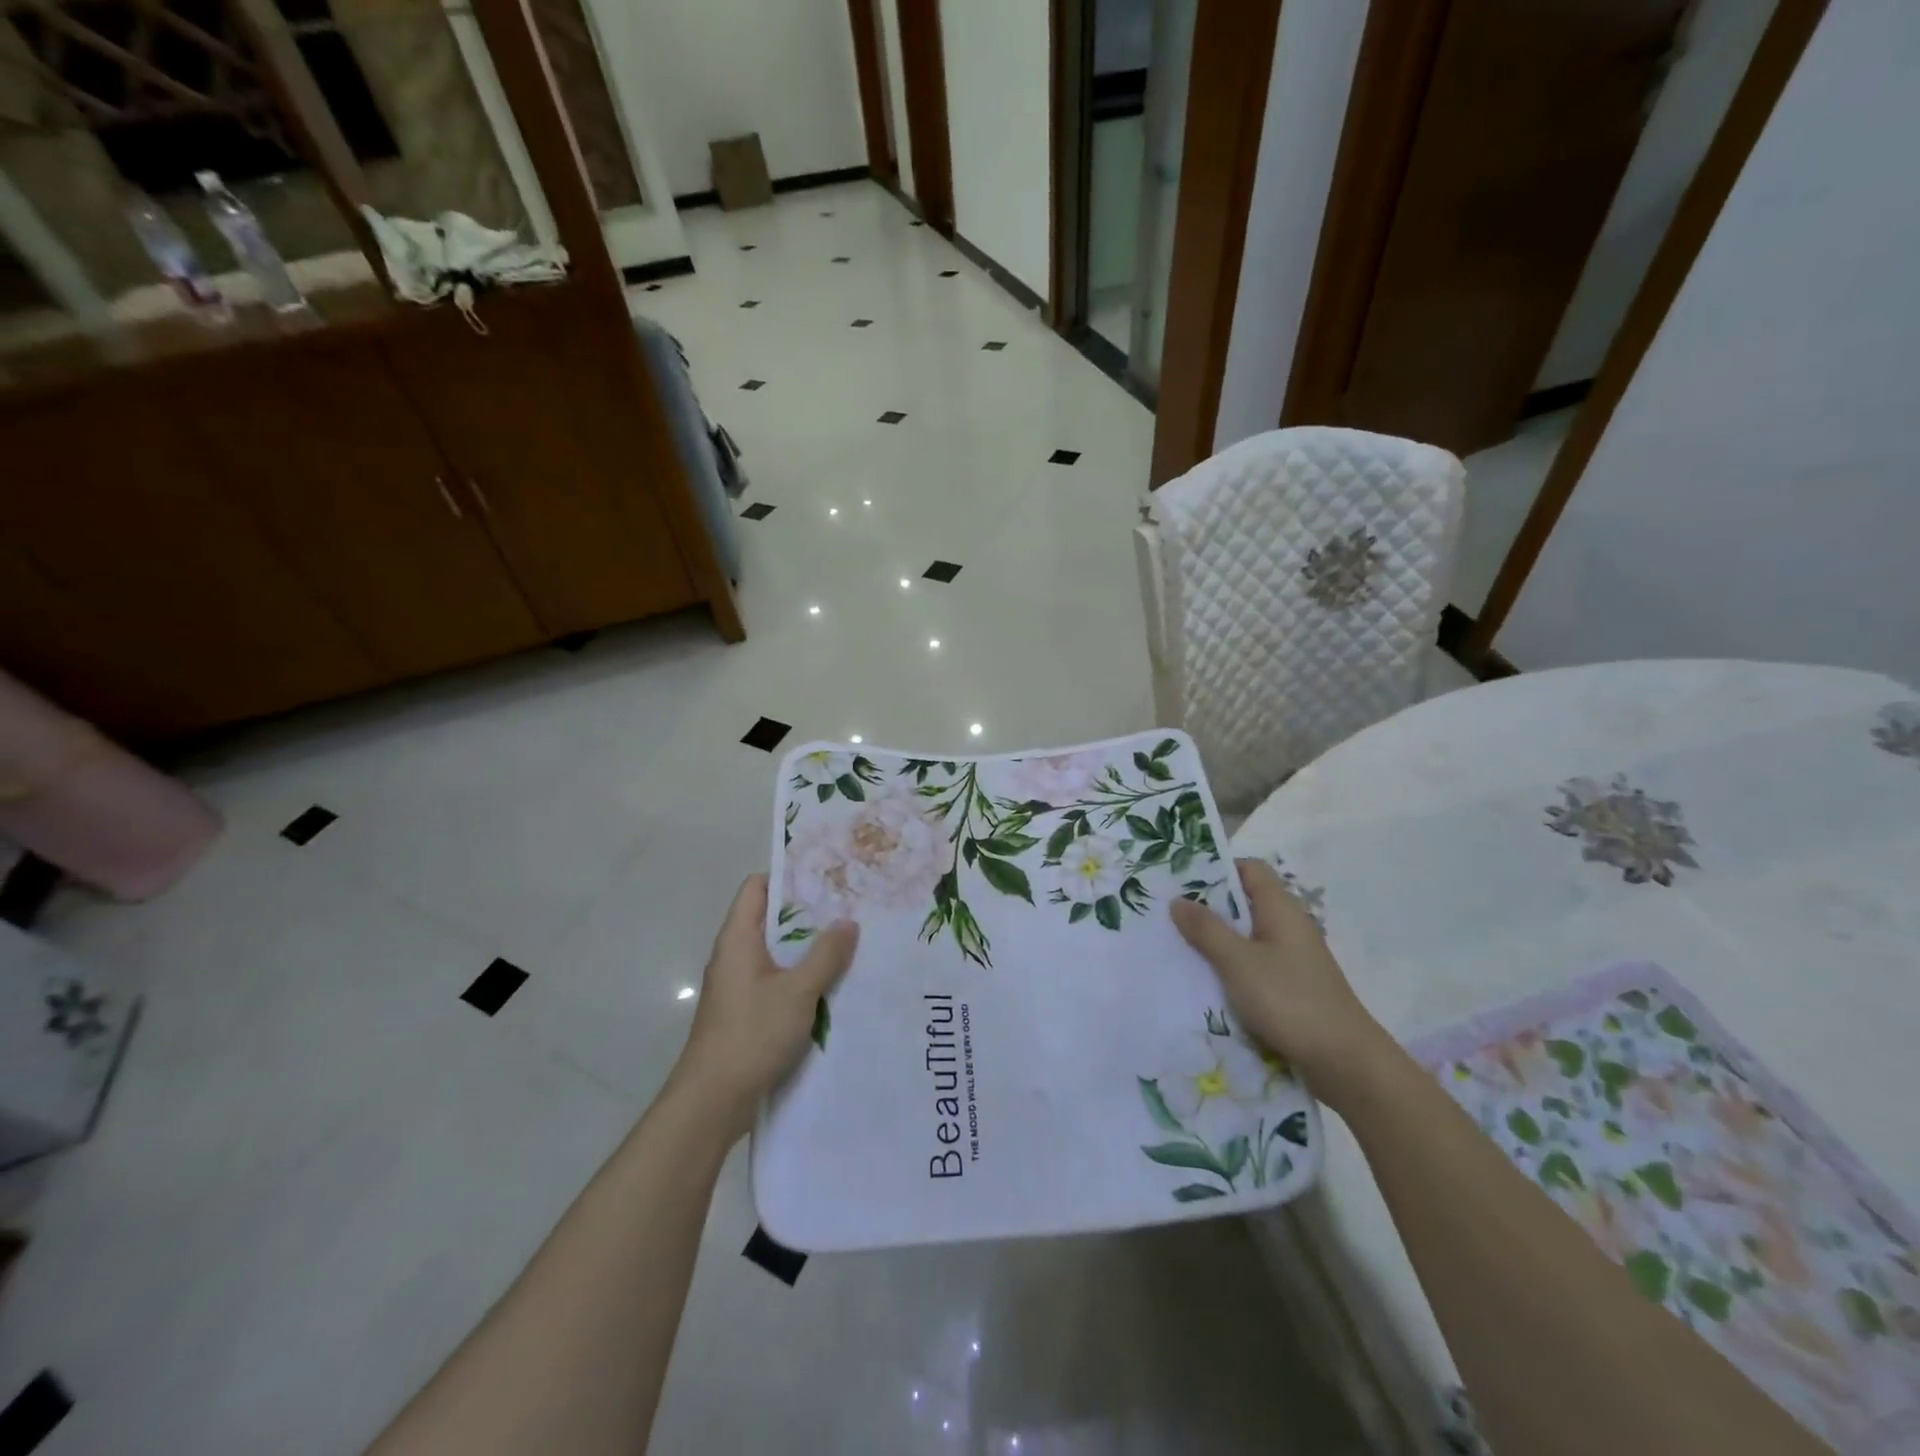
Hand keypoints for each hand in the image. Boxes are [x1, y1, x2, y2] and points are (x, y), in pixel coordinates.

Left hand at [666, 875, 857, 1136]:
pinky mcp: (747, 1011)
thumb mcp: (798, 991)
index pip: (757, 887)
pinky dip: (802, 976)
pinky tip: (833, 983)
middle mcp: (735, 955)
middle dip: (809, 913)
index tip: (826, 876)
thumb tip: (848, 922)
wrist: (712, 1102)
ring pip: (777, 952)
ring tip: (850, 940)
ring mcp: (739, 985)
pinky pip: (778, 980)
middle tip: (850, 906)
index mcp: (738, 939)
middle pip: (771, 919)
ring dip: (809, 948)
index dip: (788, 876)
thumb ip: (826, 955)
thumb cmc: (751, 1034)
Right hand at [1169, 858, 1394, 1105]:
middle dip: (1207, 907)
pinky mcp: (1289, 988)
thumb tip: (1178, 900)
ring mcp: (1290, 959)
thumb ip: (1207, 929)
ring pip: (1245, 937)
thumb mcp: (1239, 962)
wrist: (1345, 1063)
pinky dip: (1228, 968)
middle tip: (1167, 914)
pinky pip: (1251, 966)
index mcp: (1281, 910)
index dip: (1218, 869)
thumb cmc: (1290, 1000)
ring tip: (1176, 946)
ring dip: (1215, 941)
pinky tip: (1203, 980)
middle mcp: (1287, 927)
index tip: (1181, 880)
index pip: (1250, 869)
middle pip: (1244, 902)